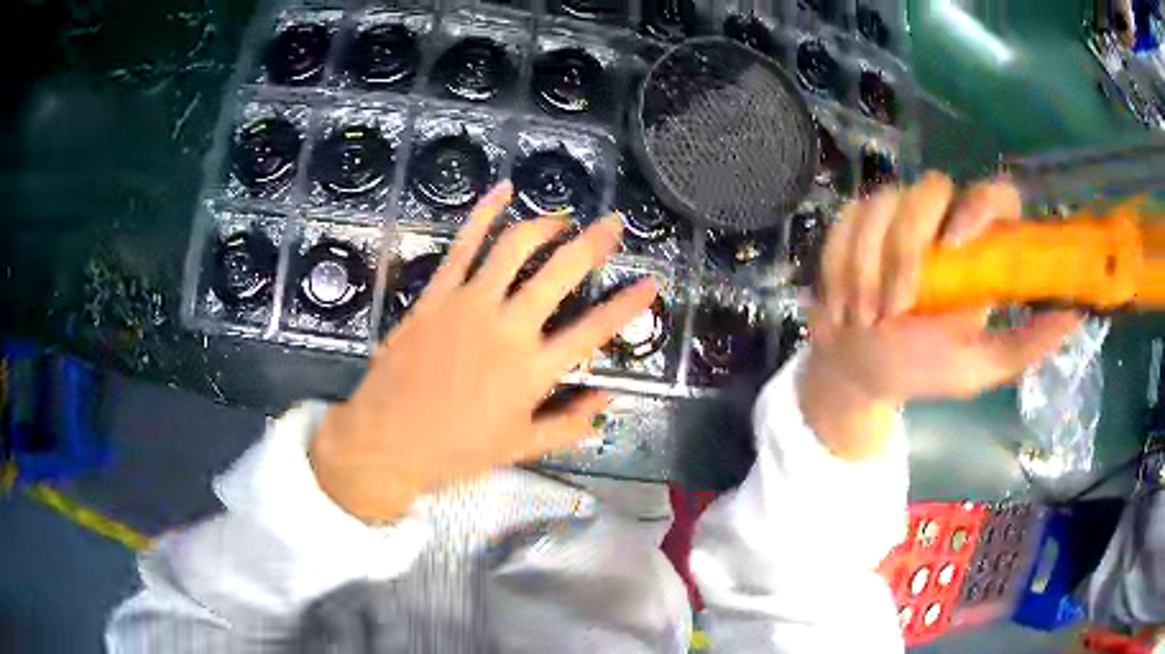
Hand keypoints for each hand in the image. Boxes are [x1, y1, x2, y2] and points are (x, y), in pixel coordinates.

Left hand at [310, 182, 656, 521]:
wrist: (387, 439)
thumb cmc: (456, 449)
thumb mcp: (520, 447)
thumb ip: (569, 424)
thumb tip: (607, 401)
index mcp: (533, 370)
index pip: (594, 330)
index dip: (628, 305)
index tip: (652, 282)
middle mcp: (508, 328)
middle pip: (561, 272)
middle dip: (595, 243)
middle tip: (614, 224)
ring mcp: (469, 304)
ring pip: (515, 248)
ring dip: (546, 225)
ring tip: (563, 219)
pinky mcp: (437, 294)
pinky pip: (464, 246)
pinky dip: (484, 214)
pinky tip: (503, 191)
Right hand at [800, 173, 1079, 459]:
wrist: (860, 369)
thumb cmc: (924, 368)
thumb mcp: (982, 366)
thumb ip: (1027, 344)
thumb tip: (1078, 314)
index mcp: (979, 249)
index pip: (994, 195)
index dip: (980, 205)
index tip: (958, 244)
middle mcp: (942, 220)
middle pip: (929, 188)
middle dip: (907, 248)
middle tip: (897, 308)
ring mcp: (895, 215)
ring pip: (882, 203)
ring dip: (868, 266)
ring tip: (866, 318)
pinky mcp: (855, 220)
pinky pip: (847, 221)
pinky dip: (842, 266)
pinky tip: (844, 304)